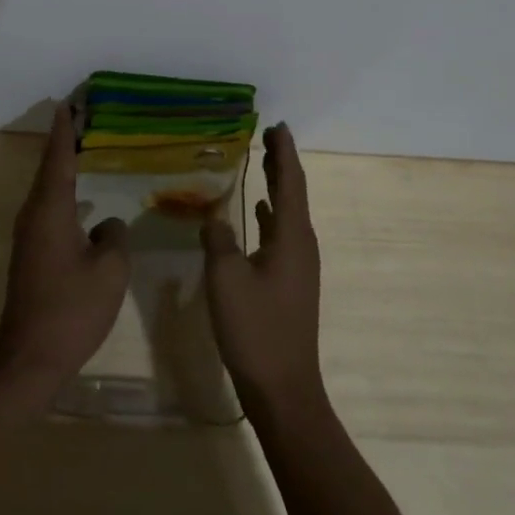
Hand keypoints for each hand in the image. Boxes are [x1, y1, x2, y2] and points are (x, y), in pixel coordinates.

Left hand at [0, 105, 129, 404]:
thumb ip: (113, 237)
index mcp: (50, 210)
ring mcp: (28, 237)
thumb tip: (106, 225)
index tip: (69, 103)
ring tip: (85, 152)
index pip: (58, 158)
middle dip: (64, 143)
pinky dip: (64, 195)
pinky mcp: (31, 255)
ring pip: (47, 191)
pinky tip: (82, 203)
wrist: (30, 360)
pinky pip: (48, 211)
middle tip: (84, 120)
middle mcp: (33, 216)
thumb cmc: (72, 310)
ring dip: (64, 169)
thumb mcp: (109, 270)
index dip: (66, 131)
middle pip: (49, 169)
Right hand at [201, 123, 322, 414]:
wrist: (283, 389)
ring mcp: (298, 265)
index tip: (278, 125)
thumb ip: (218, 240)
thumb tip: (213, 217)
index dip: (283, 153)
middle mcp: (301, 245)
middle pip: (293, 193)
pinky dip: (270, 214)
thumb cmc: (256, 330)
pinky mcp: (289, 282)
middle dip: (281, 164)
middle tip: (269, 135)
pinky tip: (257, 212)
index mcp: (292, 238)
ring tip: (261, 163)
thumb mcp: (226, 279)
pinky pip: (281, 233)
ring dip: (276, 186)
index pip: (290, 183)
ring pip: (288, 213)